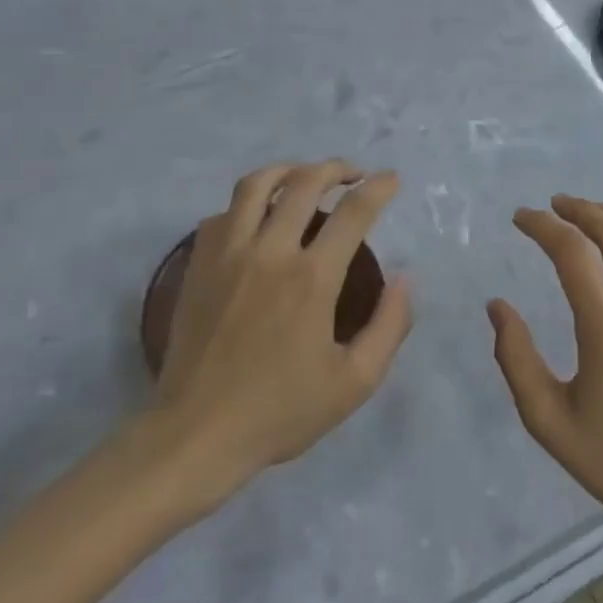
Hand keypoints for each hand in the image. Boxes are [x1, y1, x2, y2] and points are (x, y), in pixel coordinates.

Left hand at [155, 161, 411, 485]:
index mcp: (312, 278)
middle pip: (305, 182)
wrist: (197, 434)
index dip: (379, 188)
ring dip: (288, 170)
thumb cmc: (280, 411)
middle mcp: (270, 252)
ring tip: (305, 177)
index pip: (354, 212)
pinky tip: (258, 217)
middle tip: (353, 174)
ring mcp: (228, 254)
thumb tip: (405, 280)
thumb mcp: (355, 382)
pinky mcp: (198, 266)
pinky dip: (246, 205)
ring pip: (256, 185)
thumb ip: (389, 326)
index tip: (391, 179)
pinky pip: (223, 214)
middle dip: (336, 168)